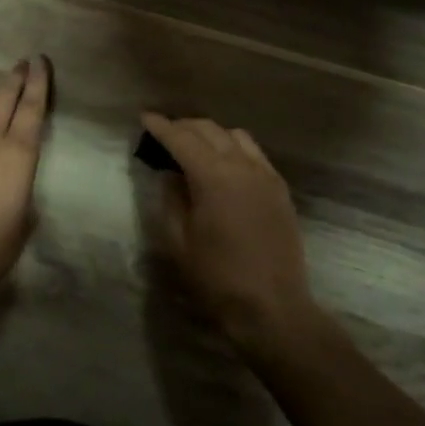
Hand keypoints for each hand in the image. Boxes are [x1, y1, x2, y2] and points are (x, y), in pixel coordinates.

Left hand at [0, 56, 51, 306]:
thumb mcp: (22, 224)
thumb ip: (23, 195)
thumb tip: (18, 187)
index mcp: (17, 156)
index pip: (32, 110)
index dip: (39, 84)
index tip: (41, 62)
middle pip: (4, 98)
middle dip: (16, 77)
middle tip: (25, 61)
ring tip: (5, 81)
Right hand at [141, 112, 315, 350]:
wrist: (272, 307)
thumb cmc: (217, 278)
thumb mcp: (179, 240)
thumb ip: (172, 198)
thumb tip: (171, 173)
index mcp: (213, 177)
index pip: (181, 139)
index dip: (160, 126)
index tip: (144, 117)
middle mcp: (242, 166)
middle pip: (209, 130)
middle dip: (184, 126)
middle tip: (164, 133)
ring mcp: (266, 176)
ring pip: (235, 136)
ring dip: (211, 134)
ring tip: (194, 145)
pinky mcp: (280, 189)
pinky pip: (254, 153)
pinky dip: (234, 147)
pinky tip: (224, 163)